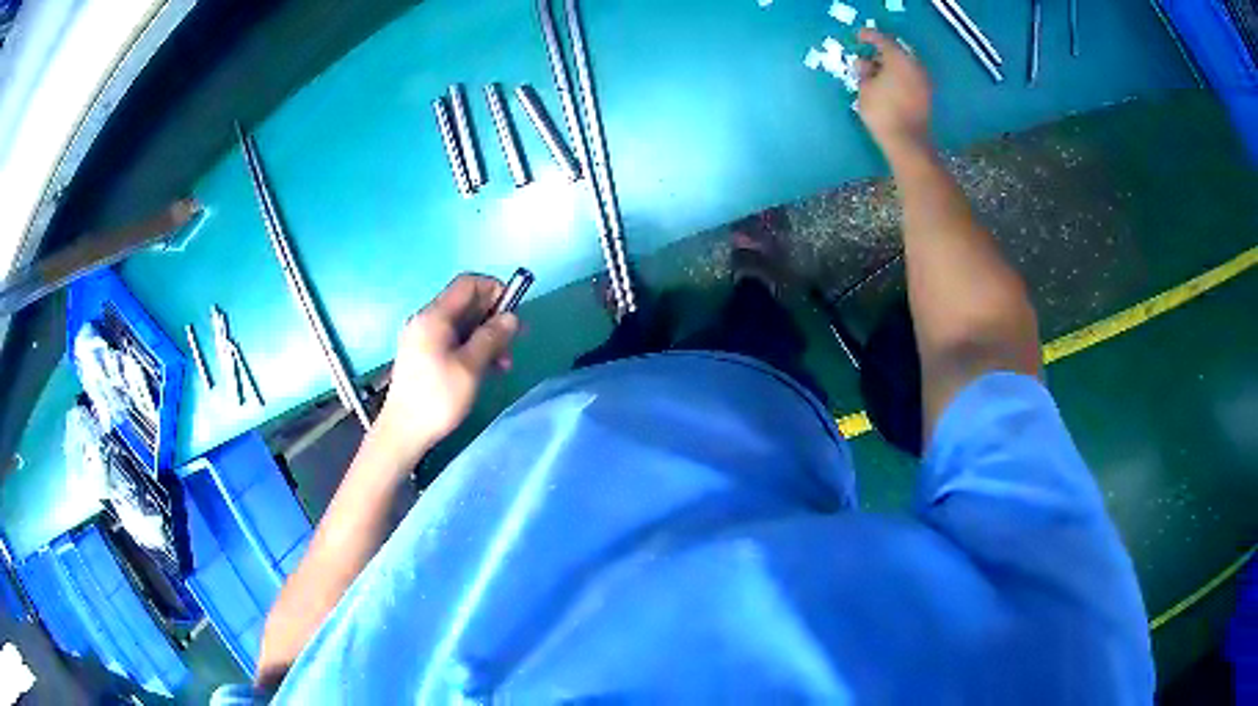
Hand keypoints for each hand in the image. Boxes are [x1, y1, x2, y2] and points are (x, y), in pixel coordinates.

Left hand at [375, 274, 519, 461]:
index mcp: (433, 316)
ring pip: (461, 325)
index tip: (514, 311)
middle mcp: (425, 320)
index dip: (494, 289)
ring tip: (503, 364)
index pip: (467, 284)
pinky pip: (452, 341)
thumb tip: (511, 317)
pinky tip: (486, 369)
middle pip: (465, 304)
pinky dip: (472, 348)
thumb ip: (491, 337)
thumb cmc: (437, 398)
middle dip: (493, 318)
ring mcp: (422, 339)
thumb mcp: (470, 367)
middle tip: (515, 342)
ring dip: (486, 337)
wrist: (403, 432)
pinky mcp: (422, 356)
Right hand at [856, 29, 933, 156]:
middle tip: (867, 55)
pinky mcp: (926, 95)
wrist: (908, 141)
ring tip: (876, 72)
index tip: (859, 36)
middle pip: (896, 52)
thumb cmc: (882, 112)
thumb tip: (865, 64)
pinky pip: (910, 77)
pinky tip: (888, 83)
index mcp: (899, 59)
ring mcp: (923, 81)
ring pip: (904, 65)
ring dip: (890, 66)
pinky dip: (898, 76)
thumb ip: (864, 72)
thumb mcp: (865, 88)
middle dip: (881, 52)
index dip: (869, 36)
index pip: (882, 40)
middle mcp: (914, 66)